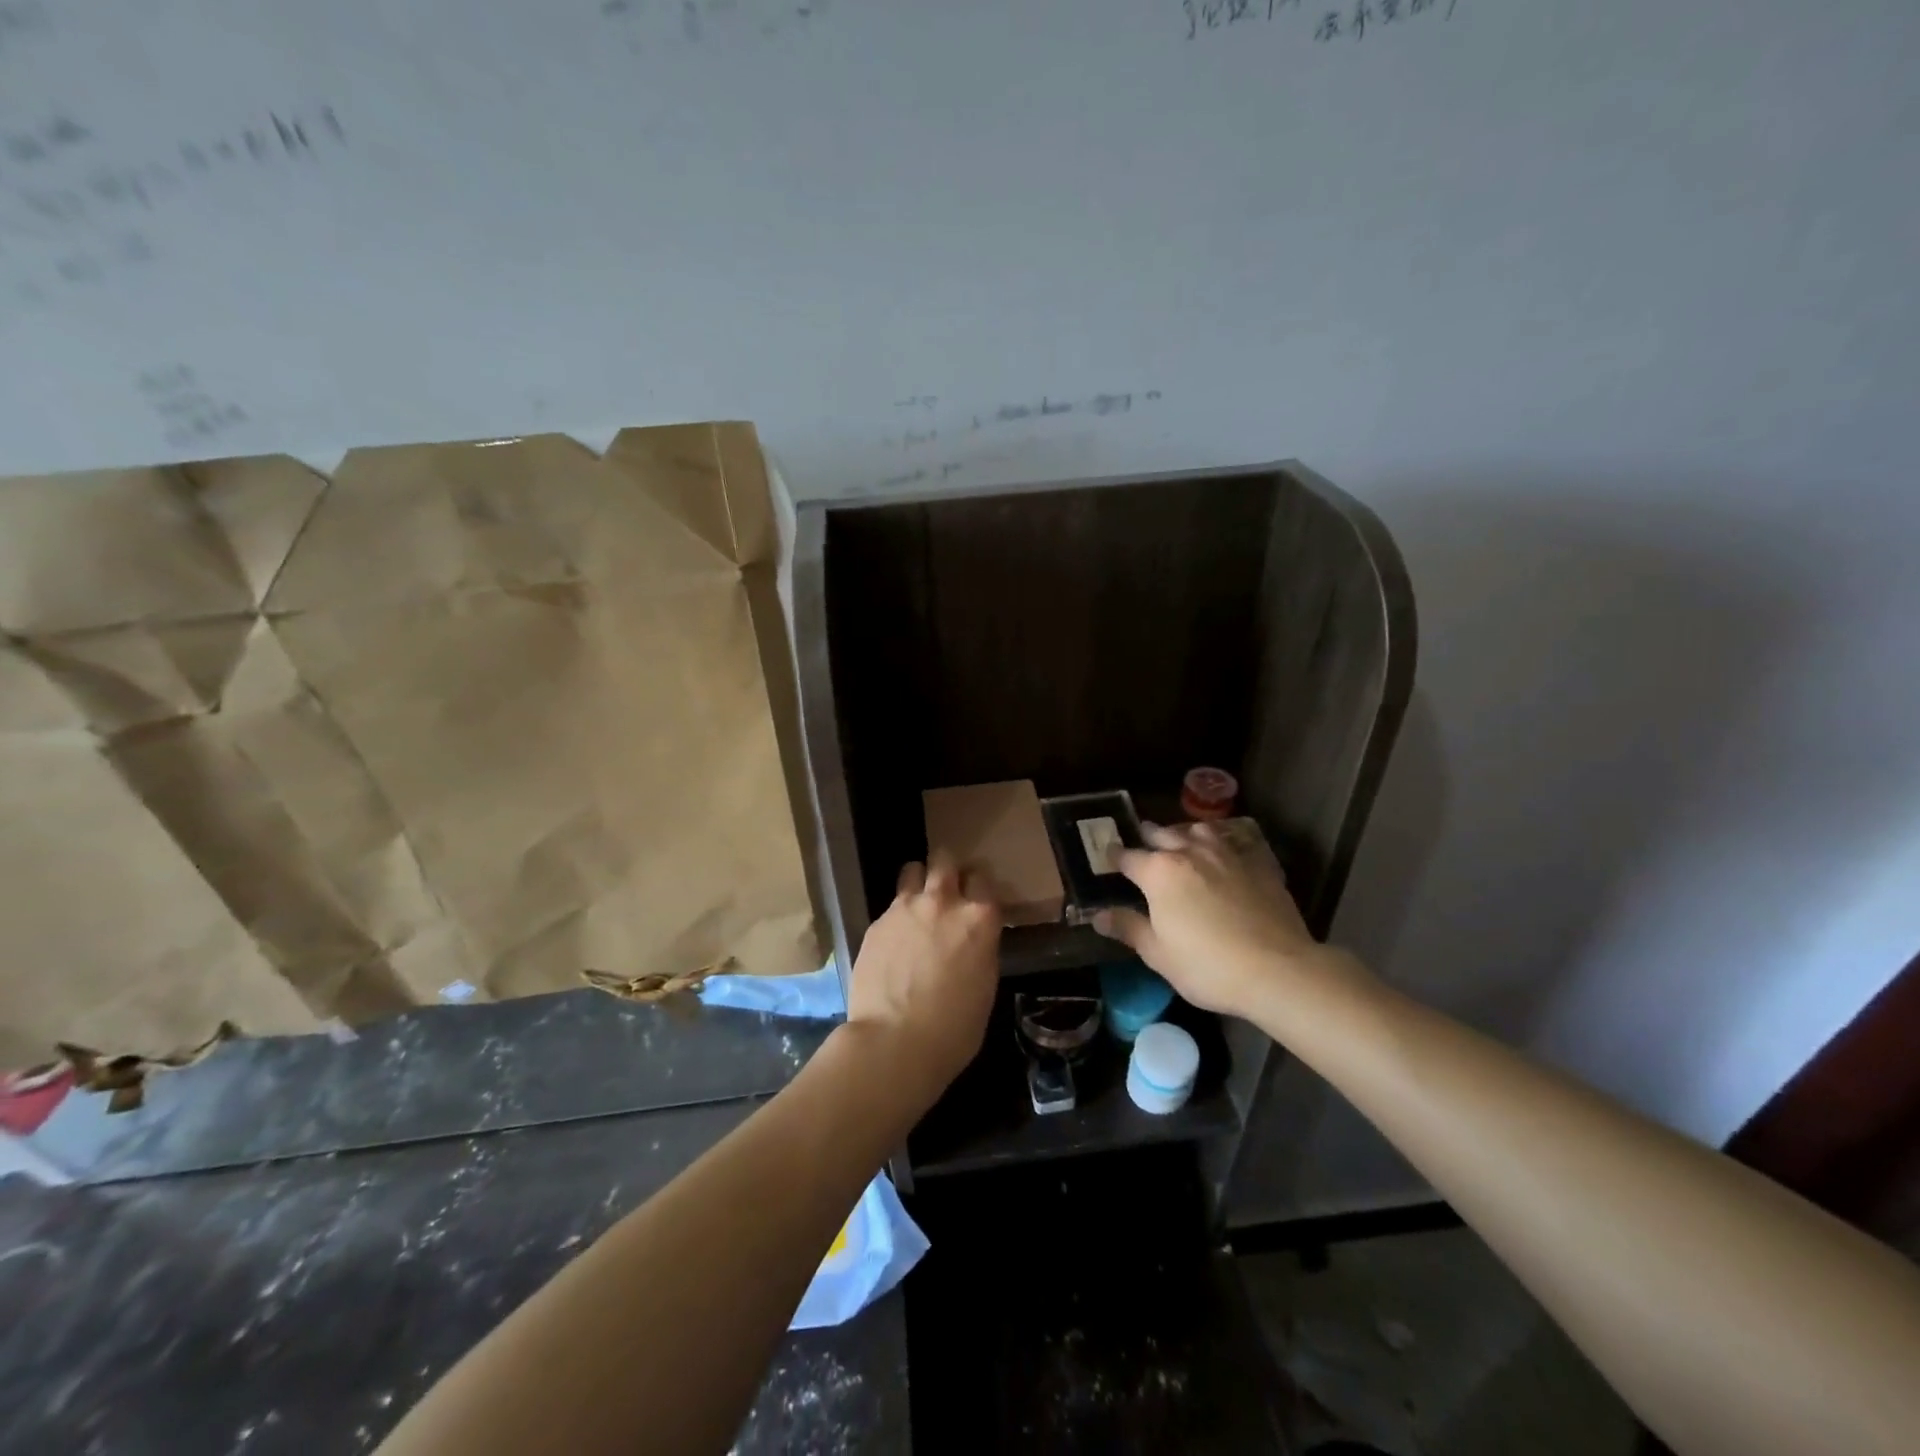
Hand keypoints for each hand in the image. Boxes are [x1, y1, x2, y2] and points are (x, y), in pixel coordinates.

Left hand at [842, 848, 1001, 1104]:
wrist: (894, 1042)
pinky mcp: (877, 923)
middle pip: (945, 859)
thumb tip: (973, 939)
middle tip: (947, 887)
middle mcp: (943, 902)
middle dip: (947, 868)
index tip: (976, 896)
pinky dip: (897, 915)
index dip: (979, 886)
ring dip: (918, 881)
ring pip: (912, 870)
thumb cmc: (954, 1028)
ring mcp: (905, 908)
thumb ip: (980, 948)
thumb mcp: (985, 985)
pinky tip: (895, 941)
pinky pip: (891, 905)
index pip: (983, 878)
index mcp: (979, 918)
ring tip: (917, 903)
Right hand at [1093, 822, 1328, 1020]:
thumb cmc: (1207, 965)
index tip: (1108, 855)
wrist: (1278, 970)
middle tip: (1143, 841)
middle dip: (1149, 836)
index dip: (1114, 856)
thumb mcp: (1157, 954)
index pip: (1127, 856)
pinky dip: (1224, 843)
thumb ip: (1128, 927)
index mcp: (1159, 872)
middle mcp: (1190, 852)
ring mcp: (1227, 854)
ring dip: (1186, 833)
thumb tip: (1098, 915)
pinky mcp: (1258, 863)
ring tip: (1184, 842)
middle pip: (1162, 834)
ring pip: (1200, 830)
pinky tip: (1226, 853)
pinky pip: (1236, 841)